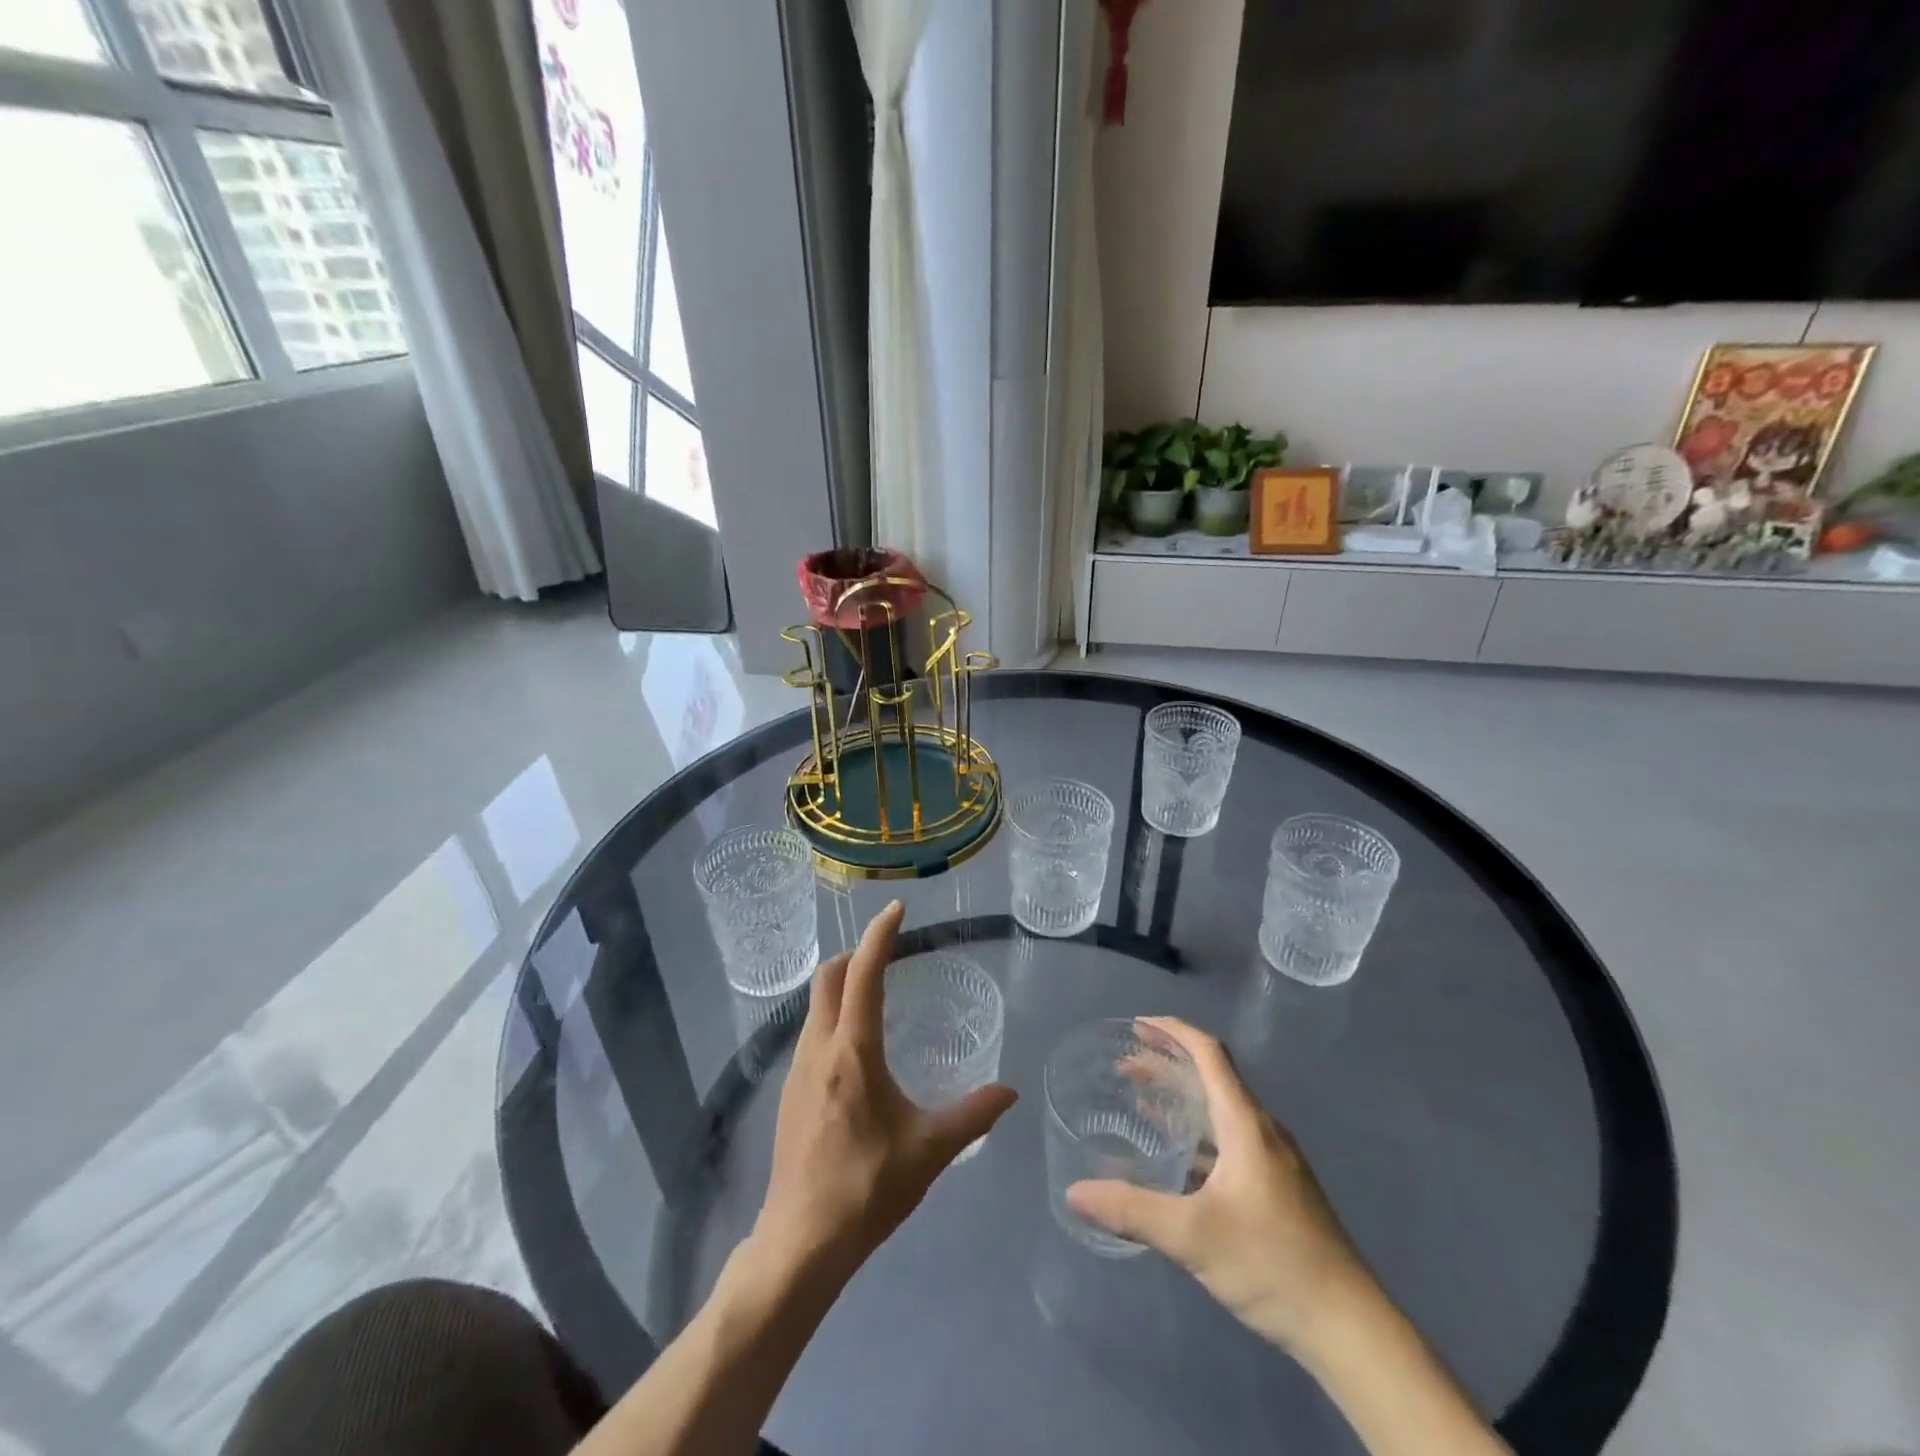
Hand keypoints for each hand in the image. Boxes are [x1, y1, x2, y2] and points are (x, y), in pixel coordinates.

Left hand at [753, 901, 1018, 1281]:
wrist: (800, 1243)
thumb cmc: (867, 1189)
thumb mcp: (929, 1151)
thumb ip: (973, 1115)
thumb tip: (1010, 1091)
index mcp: (853, 1052)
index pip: (862, 974)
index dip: (879, 935)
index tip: (897, 909)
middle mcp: (819, 1049)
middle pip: (828, 978)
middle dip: (855, 954)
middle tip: (888, 953)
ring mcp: (796, 1070)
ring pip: (814, 1005)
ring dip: (841, 985)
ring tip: (875, 993)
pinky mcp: (788, 1093)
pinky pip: (809, 1033)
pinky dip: (832, 1016)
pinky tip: (854, 1048)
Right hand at [1066, 1016, 1375, 1361]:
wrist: (1349, 1327)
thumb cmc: (1271, 1262)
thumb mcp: (1192, 1236)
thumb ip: (1132, 1210)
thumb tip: (1074, 1193)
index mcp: (1246, 1124)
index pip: (1209, 1053)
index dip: (1173, 1031)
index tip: (1138, 1025)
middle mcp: (1262, 1130)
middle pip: (1212, 1077)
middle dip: (1168, 1064)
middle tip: (1126, 1065)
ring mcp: (1275, 1161)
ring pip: (1221, 1110)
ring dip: (1183, 1100)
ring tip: (1143, 1103)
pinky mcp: (1279, 1189)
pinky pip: (1230, 1140)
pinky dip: (1198, 1134)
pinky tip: (1179, 1162)